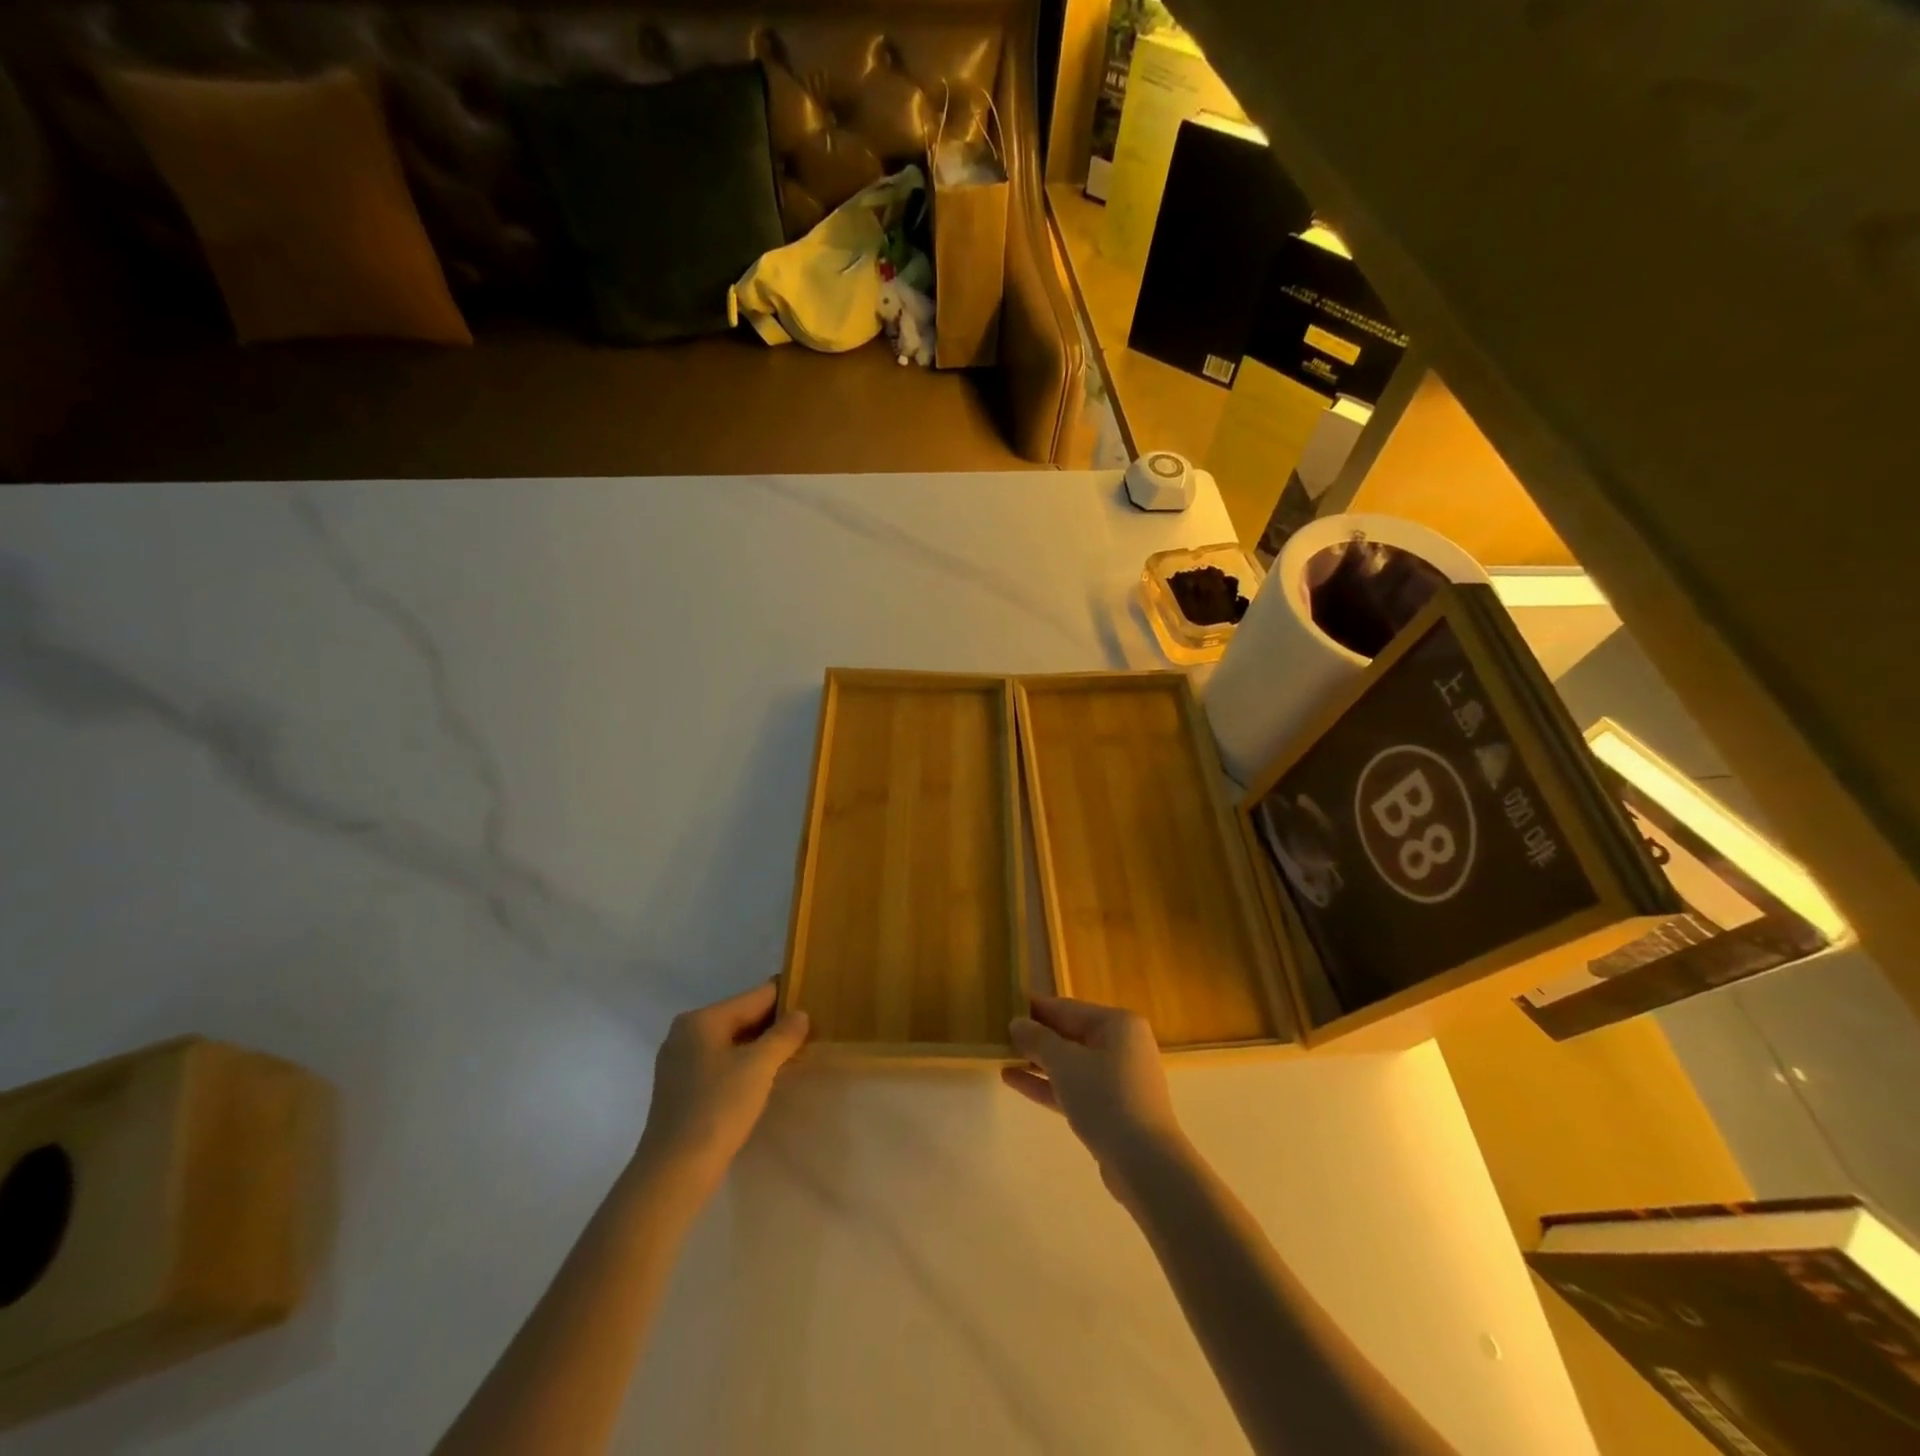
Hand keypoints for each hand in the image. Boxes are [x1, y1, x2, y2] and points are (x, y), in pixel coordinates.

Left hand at [636, 982, 808, 1193]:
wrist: (674, 1172)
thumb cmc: (718, 1108)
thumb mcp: (758, 1067)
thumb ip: (783, 1035)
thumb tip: (801, 1014)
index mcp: (701, 1019)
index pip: (754, 996)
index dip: (786, 997)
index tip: (814, 999)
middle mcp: (686, 1033)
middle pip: (741, 1017)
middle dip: (774, 1024)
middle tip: (810, 1029)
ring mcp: (680, 1062)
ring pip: (731, 1042)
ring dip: (760, 1046)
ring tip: (793, 1052)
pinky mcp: (681, 1089)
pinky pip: (720, 1064)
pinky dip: (743, 1065)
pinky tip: (763, 1078)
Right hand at [1002, 995, 1187, 1203]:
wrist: (1145, 1164)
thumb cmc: (1105, 1098)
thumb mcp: (1065, 1063)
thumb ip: (1038, 1040)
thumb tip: (1017, 1023)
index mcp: (1117, 1024)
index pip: (1068, 1008)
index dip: (1036, 1008)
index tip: (1006, 1006)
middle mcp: (1121, 1045)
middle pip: (1070, 1034)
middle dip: (1036, 1036)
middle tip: (999, 1034)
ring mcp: (1117, 1079)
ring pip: (1070, 1063)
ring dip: (1037, 1061)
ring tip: (1001, 1055)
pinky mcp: (1111, 1109)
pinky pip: (1074, 1087)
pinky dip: (1047, 1084)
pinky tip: (1013, 1080)